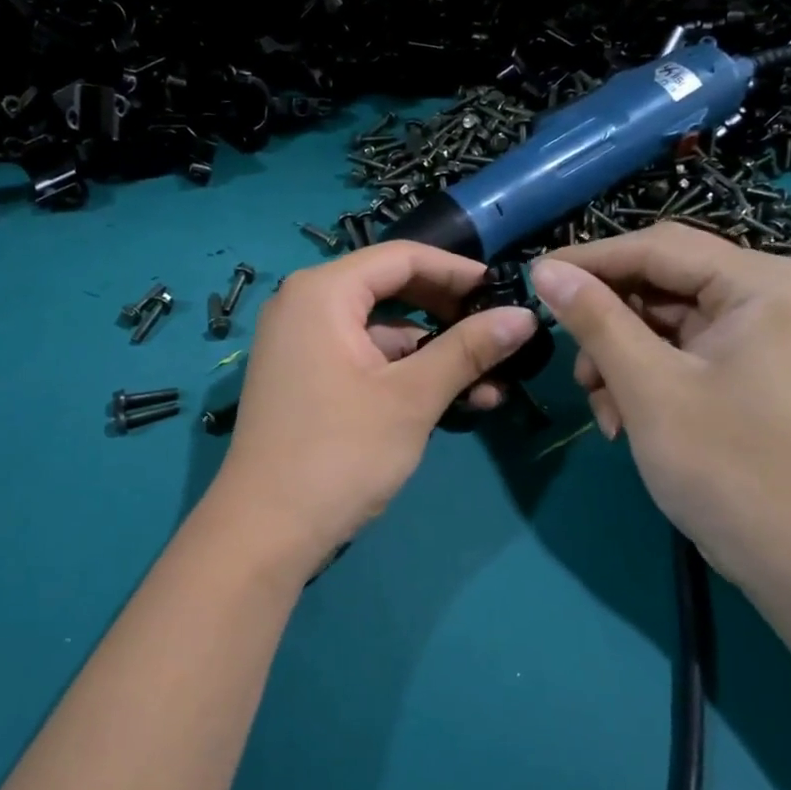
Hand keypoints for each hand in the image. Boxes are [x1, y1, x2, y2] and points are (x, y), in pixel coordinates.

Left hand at [209, 242, 538, 571]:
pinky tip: (453, 403)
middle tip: (499, 336)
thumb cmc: (339, 453)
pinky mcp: (306, 381)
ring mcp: (302, 346)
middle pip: (391, 291)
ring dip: (434, 354)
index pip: (401, 258)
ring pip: (382, 332)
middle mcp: (305, 306)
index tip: (504, 291)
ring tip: (491, 385)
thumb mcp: (412, 397)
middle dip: (449, 315)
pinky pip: (364, 360)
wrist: (265, 532)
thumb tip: (525, 315)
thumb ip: (468, 350)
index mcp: (322, 293)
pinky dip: (405, 375)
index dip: (457, 271)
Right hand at [529, 223, 790, 586]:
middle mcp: (766, 293)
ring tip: (600, 404)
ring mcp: (757, 331)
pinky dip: (641, 376)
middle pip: (659, 281)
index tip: (533, 277)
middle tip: (568, 356)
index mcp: (761, 282)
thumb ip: (594, 319)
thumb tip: (544, 268)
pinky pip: (676, 350)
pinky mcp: (744, 365)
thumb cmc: (724, 465)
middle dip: (607, 322)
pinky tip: (621, 419)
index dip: (590, 260)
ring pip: (660, 319)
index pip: (657, 247)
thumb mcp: (647, 386)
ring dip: (618, 356)